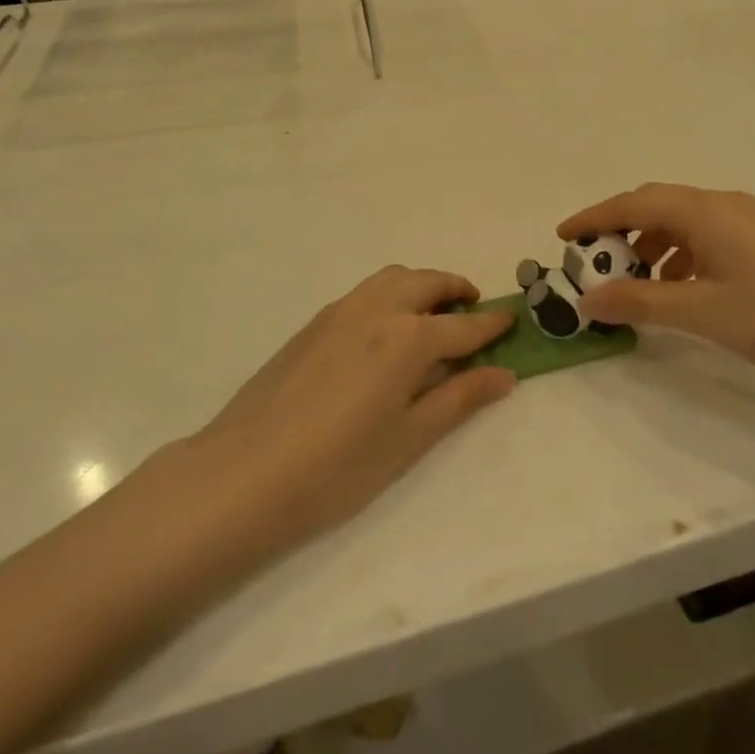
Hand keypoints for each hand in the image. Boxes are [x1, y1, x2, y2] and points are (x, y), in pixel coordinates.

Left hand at [190, 267, 515, 551]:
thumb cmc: (337, 468)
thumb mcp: (409, 440)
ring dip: (422, 286)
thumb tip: (505, 374)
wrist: (242, 475)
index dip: (492, 325)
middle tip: (474, 311)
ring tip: (432, 315)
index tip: (512, 321)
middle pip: (427, 283)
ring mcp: (340, 312)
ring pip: (393, 278)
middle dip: (457, 290)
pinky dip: (390, 295)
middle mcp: (377, 310)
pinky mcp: (313, 323)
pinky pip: (365, 292)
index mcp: (407, 338)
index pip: (463, 326)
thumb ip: (459, 399)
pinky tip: (385, 333)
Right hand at [559, 184, 754, 381]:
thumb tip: (588, 300)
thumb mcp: (699, 311)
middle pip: (655, 205)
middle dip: (619, 231)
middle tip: (594, 262)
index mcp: (703, 211)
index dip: (593, 218)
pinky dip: (678, 255)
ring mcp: (744, 219)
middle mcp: (721, 203)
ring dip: (650, 246)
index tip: (562, 237)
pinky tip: (678, 288)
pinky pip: (703, 235)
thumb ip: (640, 302)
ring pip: (680, 221)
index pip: (633, 204)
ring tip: (635, 284)